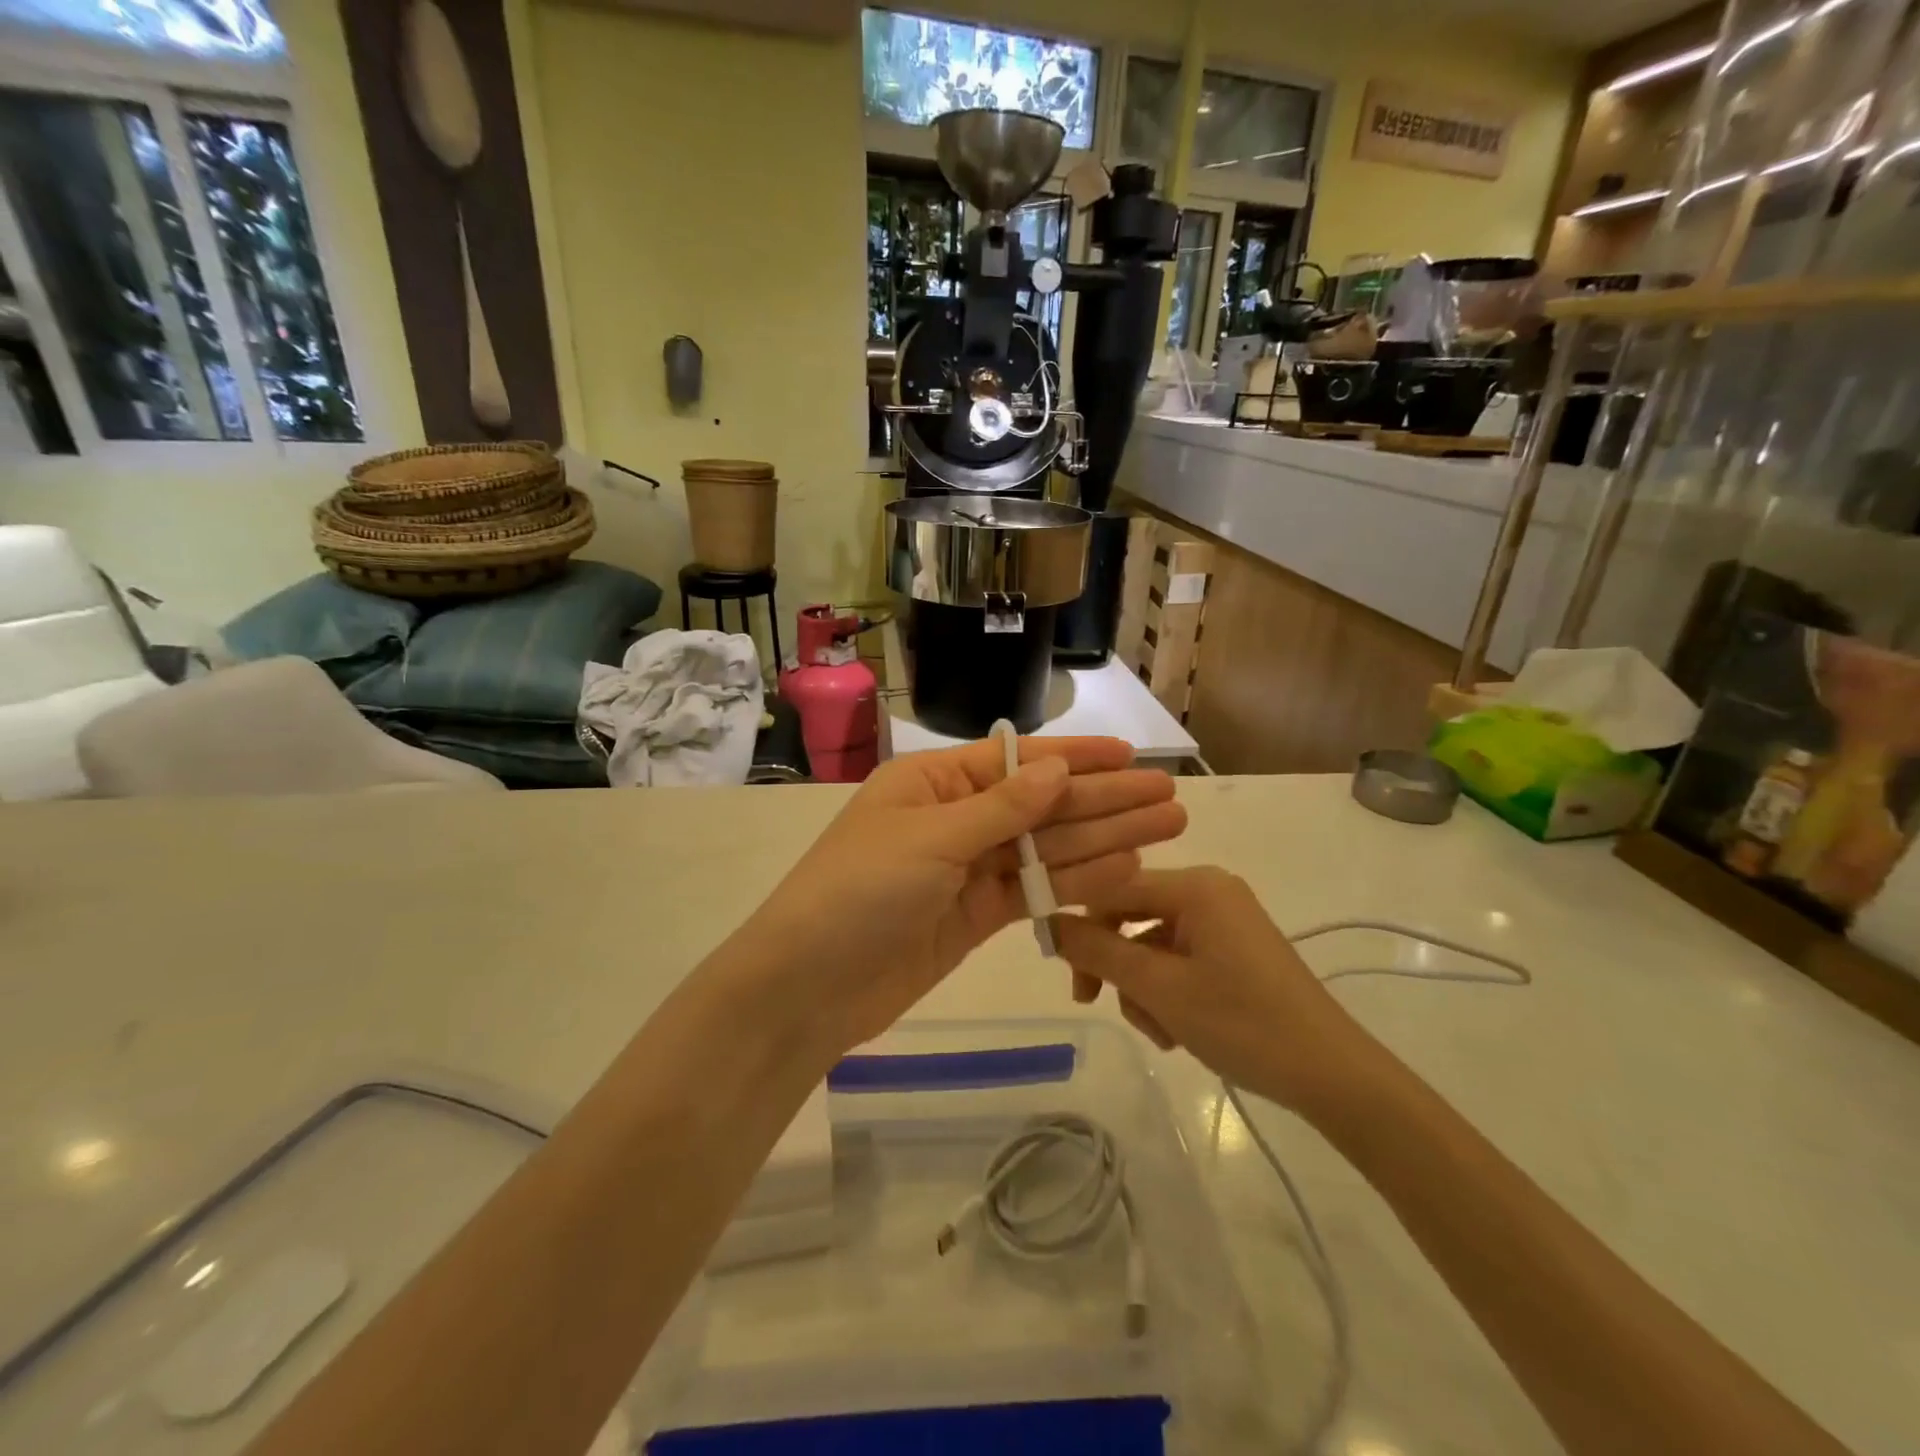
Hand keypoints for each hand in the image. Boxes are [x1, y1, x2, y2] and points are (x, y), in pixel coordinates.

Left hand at [732, 738, 1186, 1057]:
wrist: (810, 986)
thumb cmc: (859, 891)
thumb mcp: (930, 837)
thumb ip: (1001, 808)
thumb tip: (1058, 768)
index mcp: (934, 782)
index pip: (1016, 760)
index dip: (1076, 757)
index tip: (1129, 755)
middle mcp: (956, 818)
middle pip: (1042, 805)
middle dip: (1105, 799)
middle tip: (1170, 796)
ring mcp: (968, 870)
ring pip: (1046, 848)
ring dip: (1105, 838)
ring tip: (1167, 828)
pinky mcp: (976, 916)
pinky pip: (1035, 891)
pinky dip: (1077, 883)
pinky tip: (1125, 870)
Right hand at [1053, 867, 1375, 1112]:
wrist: (1333, 1075)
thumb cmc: (1243, 1023)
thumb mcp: (1159, 988)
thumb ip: (1097, 951)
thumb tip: (1046, 922)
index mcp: (1195, 885)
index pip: (1112, 887)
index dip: (1077, 923)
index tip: (1059, 967)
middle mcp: (1208, 891)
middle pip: (1131, 916)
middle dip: (1115, 965)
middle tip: (1095, 1003)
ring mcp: (1224, 920)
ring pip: (1151, 944)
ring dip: (1142, 988)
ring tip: (1162, 1033)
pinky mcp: (1234, 949)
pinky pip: (1179, 958)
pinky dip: (1168, 991)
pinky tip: (1180, 1031)